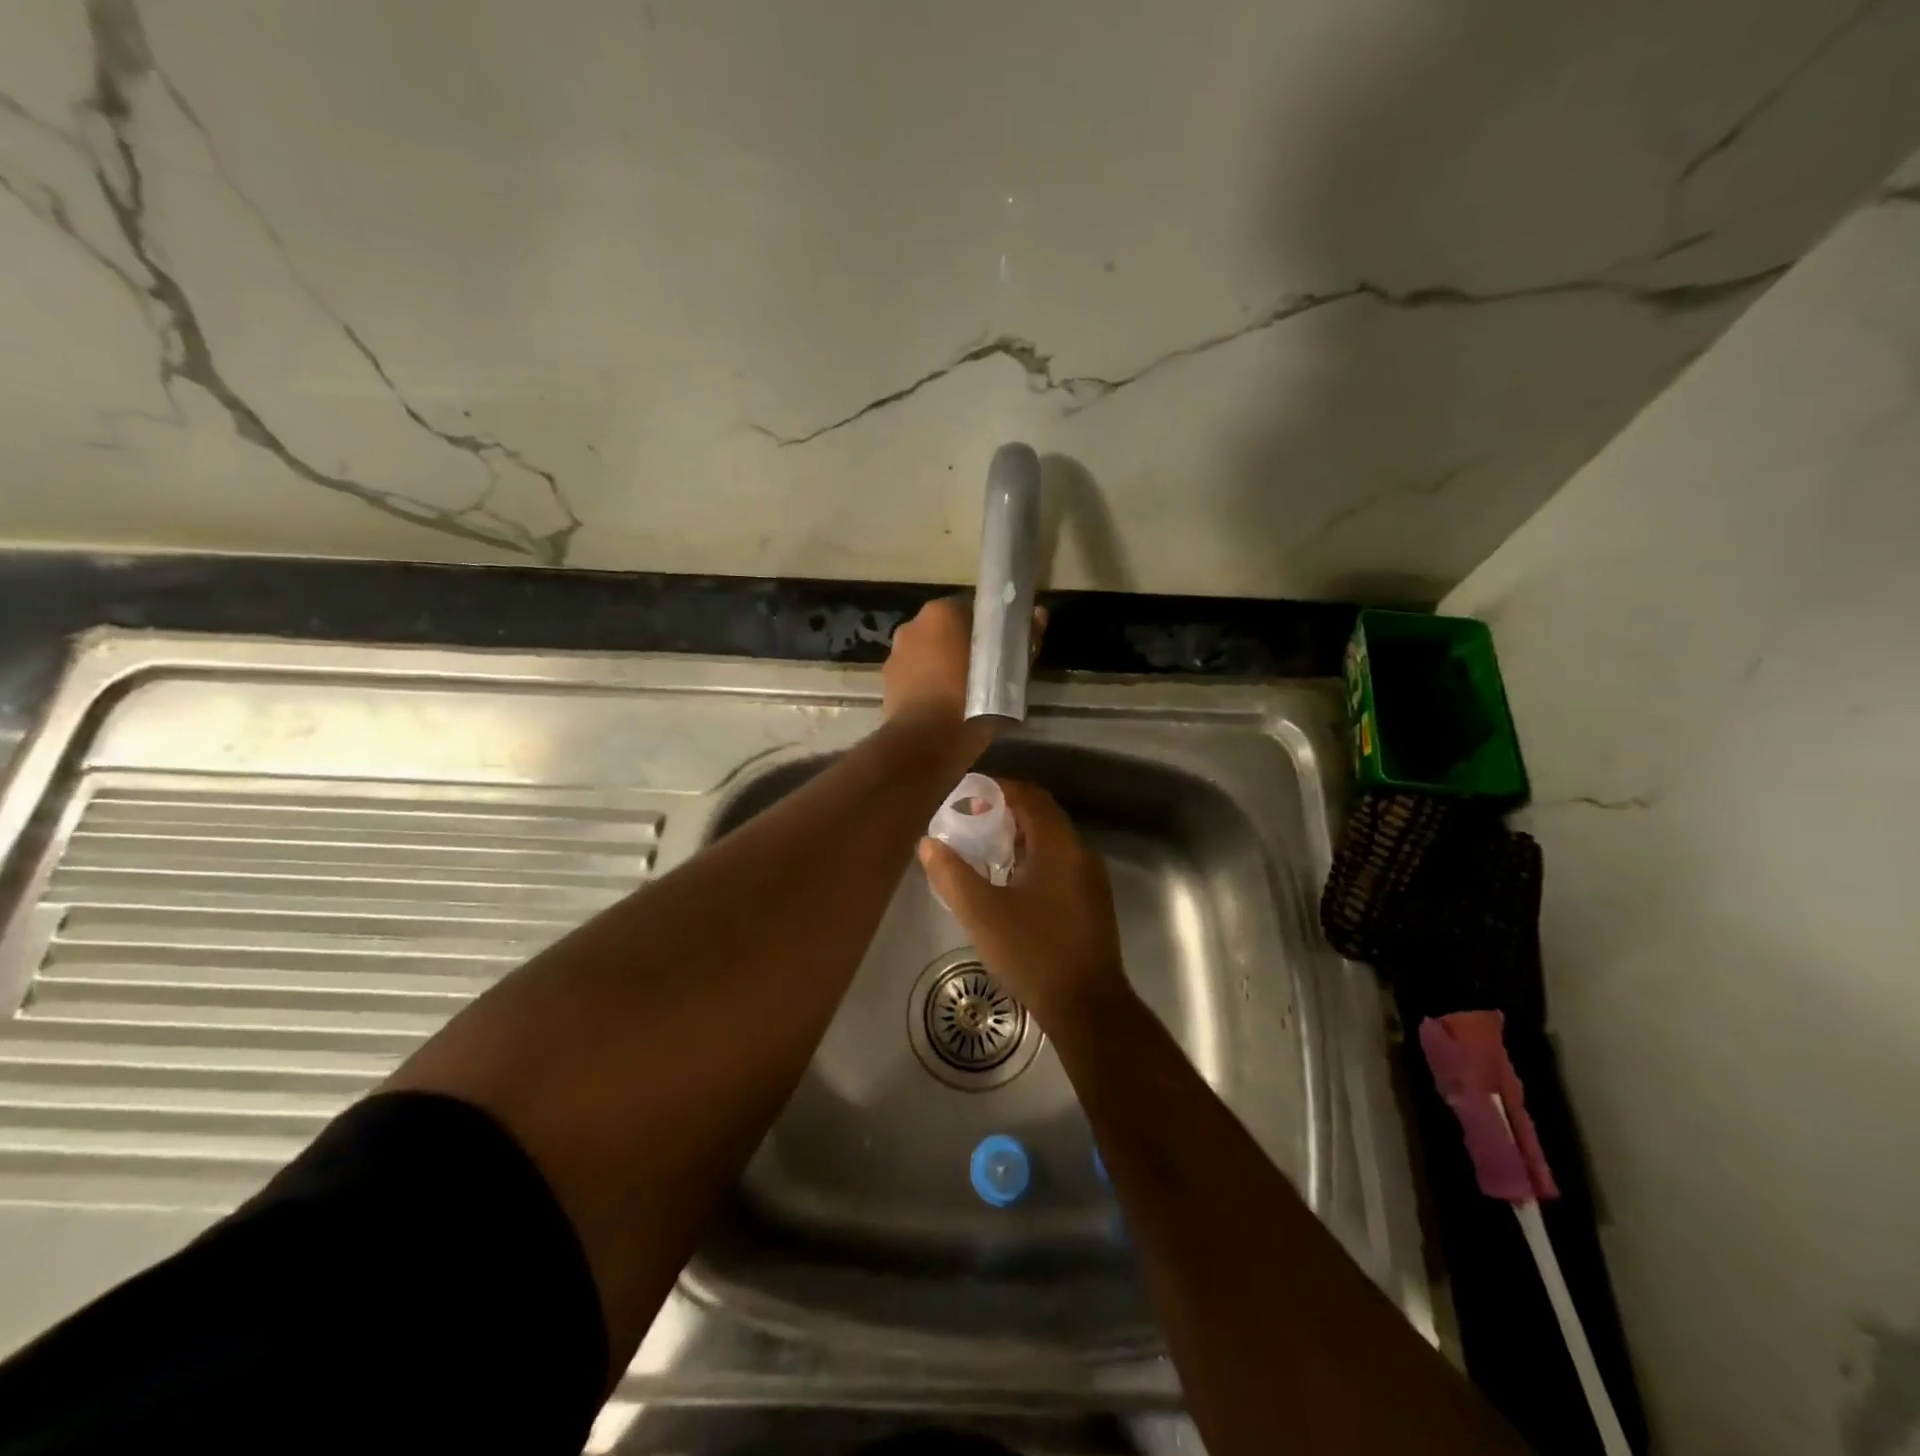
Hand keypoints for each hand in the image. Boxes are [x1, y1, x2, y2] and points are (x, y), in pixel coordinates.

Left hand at [883, 596, 1045, 755]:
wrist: (928, 742)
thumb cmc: (973, 700)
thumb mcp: (1009, 672)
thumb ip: (1024, 639)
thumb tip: (1038, 614)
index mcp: (941, 612)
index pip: (969, 611)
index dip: (986, 630)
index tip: (999, 649)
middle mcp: (913, 625)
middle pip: (944, 631)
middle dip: (960, 645)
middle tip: (985, 671)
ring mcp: (896, 654)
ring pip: (927, 653)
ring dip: (942, 665)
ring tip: (964, 691)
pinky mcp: (887, 682)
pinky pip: (914, 676)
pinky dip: (927, 684)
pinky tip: (944, 704)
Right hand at [918, 780, 1129, 1026]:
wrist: (1087, 1006)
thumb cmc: (1033, 952)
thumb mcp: (982, 913)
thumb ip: (952, 874)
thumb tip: (928, 843)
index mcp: (1058, 845)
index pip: (1029, 796)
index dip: (998, 788)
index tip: (966, 795)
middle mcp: (1080, 853)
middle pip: (1042, 816)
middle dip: (1005, 812)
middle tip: (969, 821)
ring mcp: (1090, 879)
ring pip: (1052, 842)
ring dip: (1019, 838)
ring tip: (983, 850)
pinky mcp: (1091, 903)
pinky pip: (1059, 865)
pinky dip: (1032, 860)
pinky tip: (1009, 884)